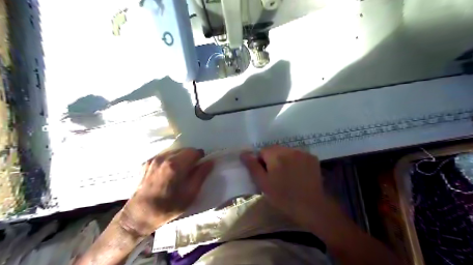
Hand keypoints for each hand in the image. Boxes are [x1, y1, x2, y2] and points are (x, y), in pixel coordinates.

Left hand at [118, 148, 214, 236]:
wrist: (140, 215)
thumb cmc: (169, 206)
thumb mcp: (190, 194)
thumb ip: (201, 175)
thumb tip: (210, 162)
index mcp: (176, 165)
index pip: (194, 151)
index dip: (200, 157)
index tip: (200, 166)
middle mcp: (164, 158)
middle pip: (184, 150)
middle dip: (190, 157)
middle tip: (191, 170)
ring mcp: (154, 159)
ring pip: (173, 151)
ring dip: (180, 158)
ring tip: (179, 172)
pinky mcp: (146, 163)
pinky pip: (163, 156)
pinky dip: (169, 160)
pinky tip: (167, 173)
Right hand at [242, 146, 329, 228]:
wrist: (311, 206)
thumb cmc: (283, 197)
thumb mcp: (263, 183)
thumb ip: (252, 166)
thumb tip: (243, 153)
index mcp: (276, 154)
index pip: (262, 151)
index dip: (261, 163)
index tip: (266, 176)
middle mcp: (290, 149)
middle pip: (275, 150)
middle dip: (273, 160)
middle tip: (276, 176)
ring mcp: (303, 153)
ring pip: (287, 152)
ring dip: (284, 160)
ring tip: (288, 176)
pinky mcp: (312, 158)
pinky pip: (299, 156)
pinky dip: (296, 162)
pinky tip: (298, 174)